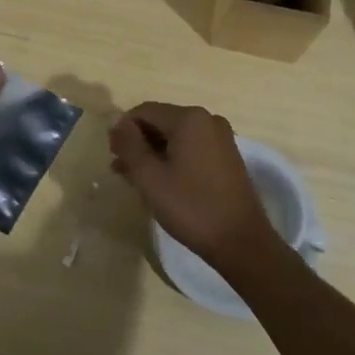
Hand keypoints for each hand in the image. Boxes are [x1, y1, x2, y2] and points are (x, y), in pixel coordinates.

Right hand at [109, 102, 278, 269]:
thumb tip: (117, 122)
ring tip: (136, 180)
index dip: (123, 131)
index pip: (144, 111)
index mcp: (189, 118)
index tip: (113, 157)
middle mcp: (207, 119)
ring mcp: (221, 138)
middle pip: (161, 122)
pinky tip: (162, 182)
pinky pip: (191, 148)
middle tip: (121, 171)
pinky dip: (173, 160)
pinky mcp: (227, 157)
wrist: (242, 243)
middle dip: (138, 143)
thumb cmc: (191, 207)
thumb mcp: (149, 176)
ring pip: (176, 137)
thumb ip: (129, 144)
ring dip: (153, 154)